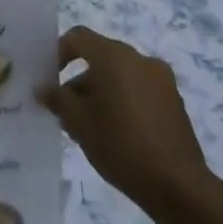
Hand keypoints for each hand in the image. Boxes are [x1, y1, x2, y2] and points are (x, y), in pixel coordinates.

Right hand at [37, 26, 215, 209]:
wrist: (178, 185)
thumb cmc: (120, 144)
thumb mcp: (78, 122)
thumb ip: (57, 99)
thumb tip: (44, 88)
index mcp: (115, 56)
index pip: (78, 38)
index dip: (58, 53)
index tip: (49, 80)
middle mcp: (140, 59)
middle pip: (100, 57)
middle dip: (78, 80)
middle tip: (65, 110)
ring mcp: (161, 80)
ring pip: (120, 76)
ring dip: (100, 93)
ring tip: (88, 127)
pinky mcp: (174, 102)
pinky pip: (139, 90)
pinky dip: (122, 102)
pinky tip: (115, 134)